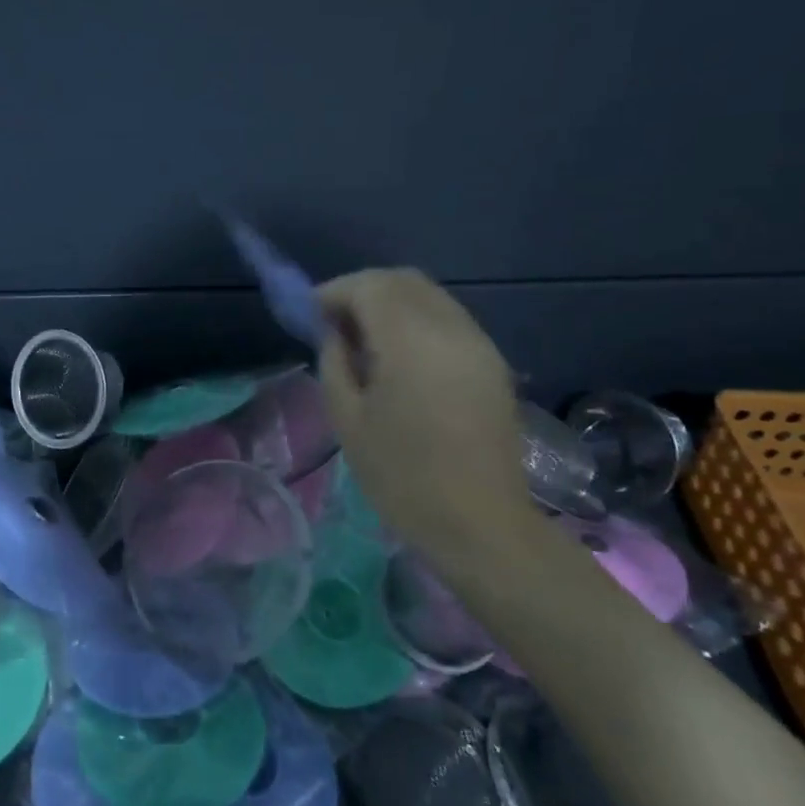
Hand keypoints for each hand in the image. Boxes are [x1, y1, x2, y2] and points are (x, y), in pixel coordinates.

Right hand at [316, 268, 532, 556]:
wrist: (480, 525)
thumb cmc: (401, 477)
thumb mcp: (347, 418)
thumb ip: (334, 361)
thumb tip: (334, 331)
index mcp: (412, 342)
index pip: (369, 286)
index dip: (335, 292)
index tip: (311, 314)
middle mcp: (451, 329)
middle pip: (403, 280)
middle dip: (362, 290)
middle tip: (334, 323)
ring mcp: (479, 344)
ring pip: (429, 296)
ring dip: (391, 303)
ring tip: (364, 340)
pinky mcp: (493, 363)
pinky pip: (447, 319)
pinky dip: (416, 320)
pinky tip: (399, 356)